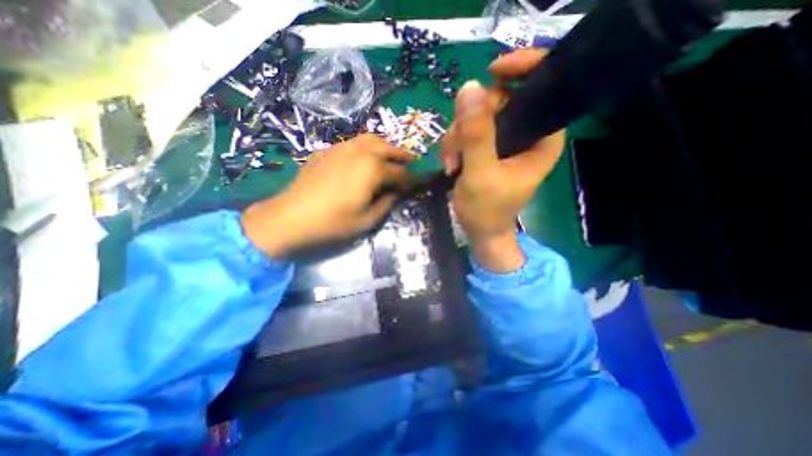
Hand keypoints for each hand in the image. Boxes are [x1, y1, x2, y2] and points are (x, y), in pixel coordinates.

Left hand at [242, 134, 412, 258]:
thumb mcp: (367, 220)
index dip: (408, 179)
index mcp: (372, 169)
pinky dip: (364, 147)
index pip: (398, 172)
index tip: (413, 185)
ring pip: (369, 139)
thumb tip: (396, 193)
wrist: (291, 217)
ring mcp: (340, 148)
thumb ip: (386, 203)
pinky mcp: (326, 151)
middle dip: (401, 154)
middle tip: (410, 161)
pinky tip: (362, 158)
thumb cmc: (333, 223)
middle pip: (386, 147)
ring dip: (384, 146)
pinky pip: (351, 143)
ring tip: (389, 155)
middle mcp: (359, 152)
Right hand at [443, 49, 565, 272]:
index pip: (543, 86)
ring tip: (452, 164)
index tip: (491, 71)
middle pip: (500, 99)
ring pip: (477, 115)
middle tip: (457, 148)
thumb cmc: (487, 210)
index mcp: (542, 137)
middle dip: (471, 120)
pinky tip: (451, 164)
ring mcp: (504, 140)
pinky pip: (467, 130)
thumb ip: (476, 135)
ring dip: (457, 137)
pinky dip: (454, 145)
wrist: (480, 231)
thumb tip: (469, 87)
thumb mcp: (480, 174)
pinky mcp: (488, 147)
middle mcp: (526, 133)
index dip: (522, 69)